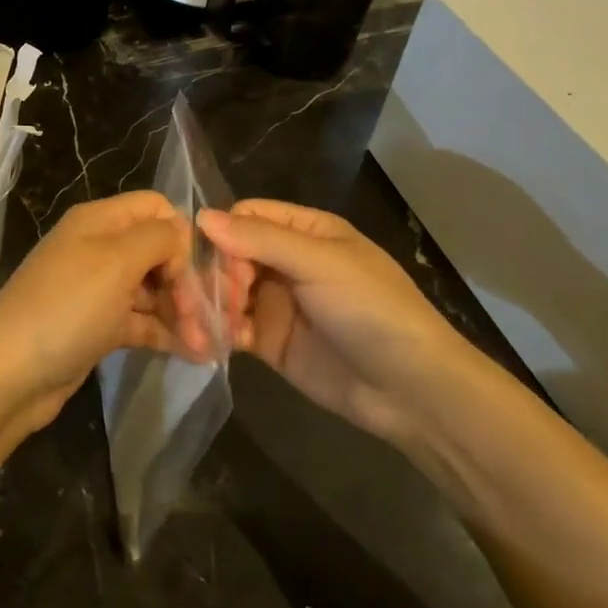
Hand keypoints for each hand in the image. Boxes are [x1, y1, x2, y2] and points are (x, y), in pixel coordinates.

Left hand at [0, 192, 210, 433]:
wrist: (8, 375)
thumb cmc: (66, 308)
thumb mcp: (116, 261)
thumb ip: (158, 237)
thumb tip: (181, 235)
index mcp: (99, 221)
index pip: (155, 208)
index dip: (181, 234)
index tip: (194, 272)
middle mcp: (98, 248)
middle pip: (158, 250)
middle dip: (187, 281)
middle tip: (209, 320)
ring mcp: (97, 289)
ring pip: (153, 289)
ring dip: (183, 312)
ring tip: (210, 344)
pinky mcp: (98, 326)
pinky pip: (141, 320)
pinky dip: (167, 333)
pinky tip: (196, 353)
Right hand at [197, 200, 484, 444]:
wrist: (411, 390)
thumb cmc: (372, 310)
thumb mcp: (320, 264)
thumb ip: (260, 239)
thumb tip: (201, 217)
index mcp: (305, 232)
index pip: (246, 217)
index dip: (225, 236)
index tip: (221, 266)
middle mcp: (286, 261)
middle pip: (228, 254)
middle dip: (210, 276)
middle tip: (206, 304)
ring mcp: (276, 302)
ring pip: (224, 291)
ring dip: (205, 306)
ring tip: (196, 331)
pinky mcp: (269, 340)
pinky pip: (230, 328)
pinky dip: (214, 333)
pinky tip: (205, 345)